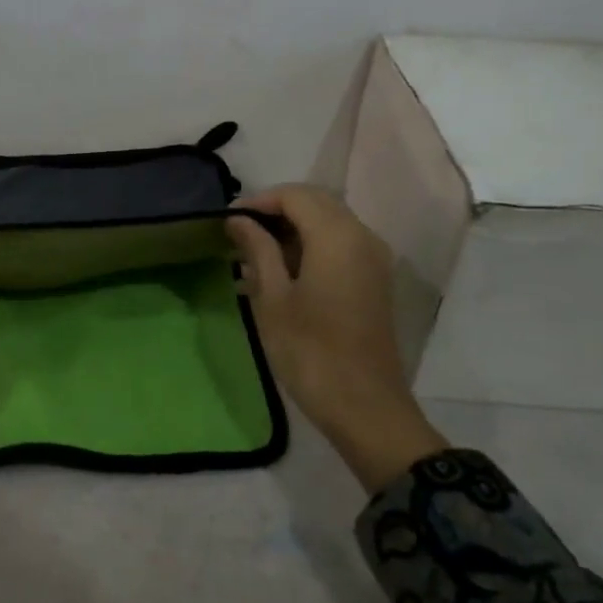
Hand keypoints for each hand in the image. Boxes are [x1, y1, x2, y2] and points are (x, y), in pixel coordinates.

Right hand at [227, 185, 447, 491]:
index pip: (295, 195)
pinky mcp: (374, 281)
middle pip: (316, 204)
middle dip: (275, 212)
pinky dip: (310, 248)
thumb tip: (239, 220)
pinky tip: (280, 274)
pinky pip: (340, 246)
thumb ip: (257, 249)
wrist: (365, 407)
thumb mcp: (272, 298)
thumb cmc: (310, 352)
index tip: (228, 221)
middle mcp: (362, 237)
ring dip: (292, 230)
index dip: (259, 201)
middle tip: (238, 235)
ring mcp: (373, 259)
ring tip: (253, 257)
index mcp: (337, 236)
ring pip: (329, 224)